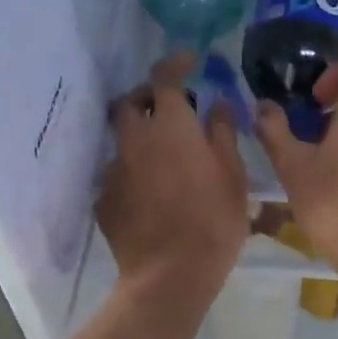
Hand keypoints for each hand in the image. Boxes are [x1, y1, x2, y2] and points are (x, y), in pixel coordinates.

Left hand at [97, 53, 248, 300]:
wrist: (169, 277)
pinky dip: (134, 170)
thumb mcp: (233, 174)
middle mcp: (135, 140)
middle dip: (148, 97)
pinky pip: (119, 172)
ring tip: (166, 158)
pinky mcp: (104, 198)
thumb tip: (217, 103)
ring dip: (141, 136)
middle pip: (130, 102)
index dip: (175, 63)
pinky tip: (152, 193)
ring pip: (123, 138)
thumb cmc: (213, 221)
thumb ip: (222, 132)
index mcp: (170, 127)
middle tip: (172, 108)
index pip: (164, 78)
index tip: (189, 61)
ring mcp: (115, 169)